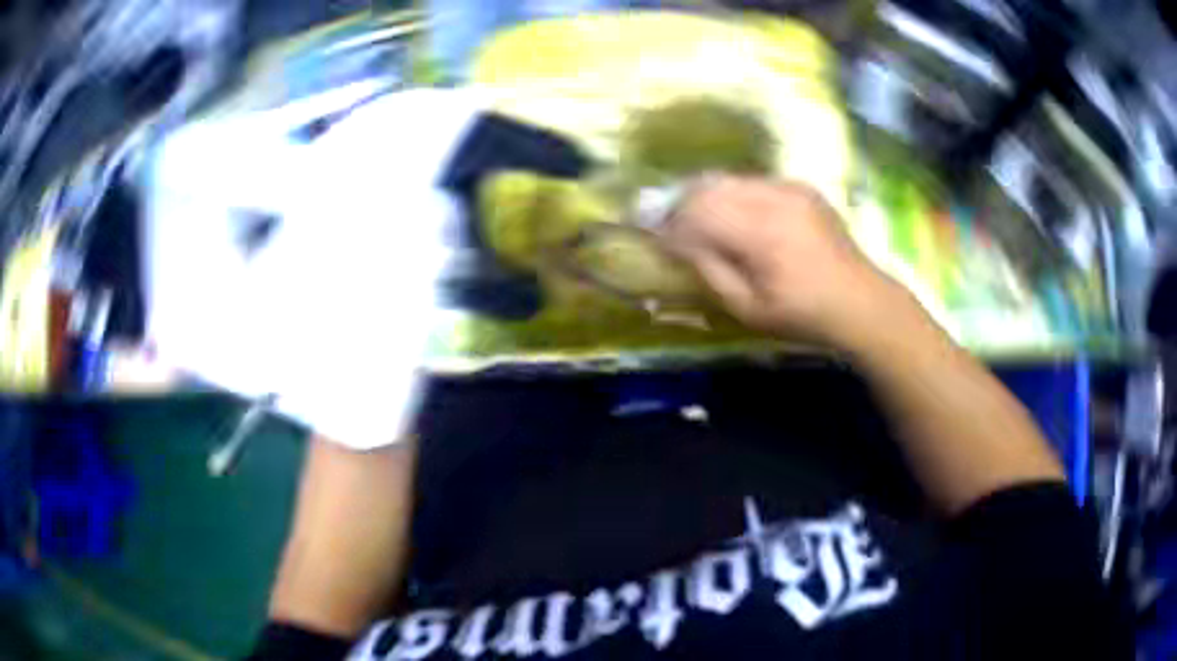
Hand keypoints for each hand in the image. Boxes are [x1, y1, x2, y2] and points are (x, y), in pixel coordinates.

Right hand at [659, 176, 916, 349]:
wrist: (859, 300)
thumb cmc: (802, 315)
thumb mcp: (748, 308)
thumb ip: (709, 270)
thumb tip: (677, 242)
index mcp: (760, 233)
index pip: (697, 213)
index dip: (669, 222)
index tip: (651, 234)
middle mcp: (772, 198)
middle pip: (709, 185)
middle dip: (680, 201)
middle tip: (663, 218)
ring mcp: (788, 187)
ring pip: (729, 178)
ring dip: (704, 194)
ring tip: (692, 215)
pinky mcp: (799, 186)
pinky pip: (752, 181)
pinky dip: (732, 193)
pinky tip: (731, 213)